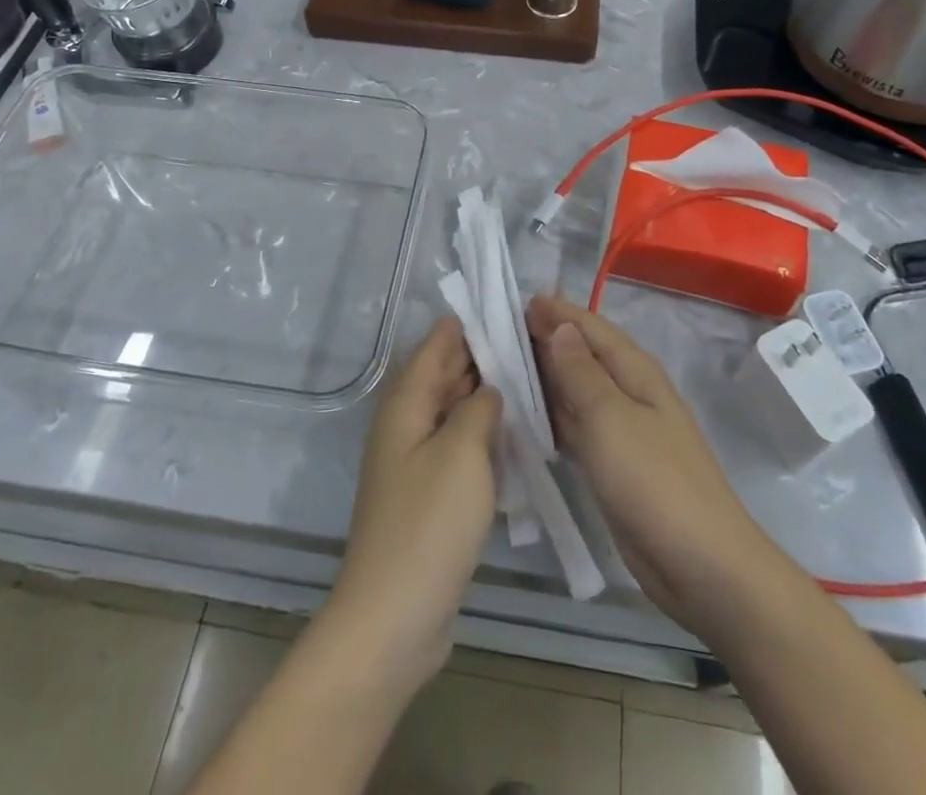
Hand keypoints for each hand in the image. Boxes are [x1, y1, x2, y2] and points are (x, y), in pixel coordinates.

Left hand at [322, 317, 501, 687]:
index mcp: (406, 403)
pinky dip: (482, 433)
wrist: (393, 617)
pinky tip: (513, 434)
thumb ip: (479, 407)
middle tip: (532, 343)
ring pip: (453, 410)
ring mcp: (415, 460)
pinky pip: (457, 446)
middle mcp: (405, 423)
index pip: (437, 344)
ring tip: (531, 380)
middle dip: (483, 356)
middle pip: (445, 374)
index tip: (508, 307)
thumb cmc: (428, 524)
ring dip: (485, 395)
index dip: (469, 323)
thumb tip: (489, 387)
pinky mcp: (427, 494)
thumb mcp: (462, 452)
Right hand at [527, 295, 774, 639]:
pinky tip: (526, 417)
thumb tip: (560, 326)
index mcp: (635, 370)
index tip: (518, 301)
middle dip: (546, 339)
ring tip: (503, 367)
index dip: (557, 312)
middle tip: (499, 332)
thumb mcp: (610, 417)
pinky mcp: (615, 464)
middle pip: (583, 355)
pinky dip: (553, 416)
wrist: (702, 566)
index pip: (590, 327)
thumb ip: (581, 371)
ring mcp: (624, 430)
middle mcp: (630, 391)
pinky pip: (578, 426)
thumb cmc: (654, 481)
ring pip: (578, 390)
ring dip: (546, 377)